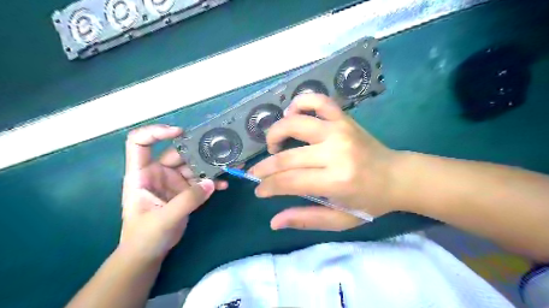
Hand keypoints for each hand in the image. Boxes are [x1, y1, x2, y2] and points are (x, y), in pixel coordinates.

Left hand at [121, 124, 224, 261]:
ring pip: (193, 165)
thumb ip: (187, 201)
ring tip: (229, 165)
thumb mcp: (163, 219)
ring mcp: (174, 181)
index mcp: (141, 174)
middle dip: (198, 151)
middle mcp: (158, 173)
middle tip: (220, 150)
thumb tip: (212, 182)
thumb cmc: (144, 237)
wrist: (149, 253)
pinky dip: (212, 181)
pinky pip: (201, 180)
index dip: (155, 132)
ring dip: (210, 166)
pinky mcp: (186, 191)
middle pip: (177, 153)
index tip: (179, 133)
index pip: (140, 143)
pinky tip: (223, 185)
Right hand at [250, 94, 401, 230]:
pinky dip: (301, 103)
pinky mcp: (344, 119)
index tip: (258, 189)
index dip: (268, 186)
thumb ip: (306, 219)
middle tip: (257, 172)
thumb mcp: (340, 220)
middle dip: (265, 167)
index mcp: (336, 181)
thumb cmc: (370, 202)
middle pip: (287, 156)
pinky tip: (292, 114)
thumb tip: (273, 222)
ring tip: (273, 145)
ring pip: (295, 123)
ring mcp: (340, 130)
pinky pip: (318, 101)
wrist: (398, 176)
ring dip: (276, 132)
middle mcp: (335, 152)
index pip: (288, 181)